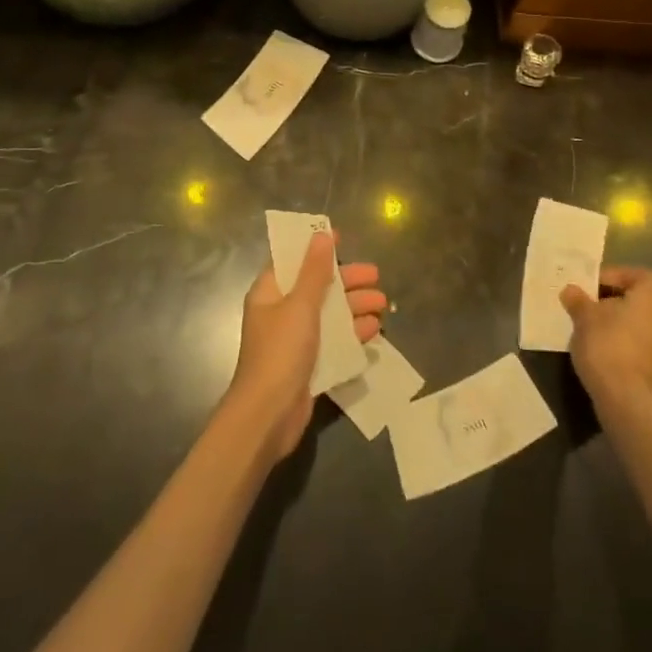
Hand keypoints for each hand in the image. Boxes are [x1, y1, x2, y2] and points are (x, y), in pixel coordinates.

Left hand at [227, 232, 386, 459]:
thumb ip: (314, 271)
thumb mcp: (300, 305)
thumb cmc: (280, 351)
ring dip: (355, 308)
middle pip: (317, 287)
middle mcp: (280, 312)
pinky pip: (333, 342)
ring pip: (329, 315)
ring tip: (383, 306)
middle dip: (347, 281)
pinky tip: (374, 332)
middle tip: (376, 276)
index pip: (292, 261)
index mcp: (270, 293)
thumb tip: (321, 235)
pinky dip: (352, 335)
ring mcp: (294, 340)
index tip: (342, 239)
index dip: (315, 249)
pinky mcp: (308, 365)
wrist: (268, 416)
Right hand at [561, 265, 651, 409]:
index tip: (596, 286)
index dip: (621, 276)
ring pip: (641, 328)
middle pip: (640, 302)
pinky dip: (625, 350)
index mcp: (649, 301)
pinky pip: (641, 352)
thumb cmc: (607, 347)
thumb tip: (571, 290)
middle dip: (615, 304)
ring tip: (593, 335)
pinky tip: (604, 359)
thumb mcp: (584, 318)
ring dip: (620, 328)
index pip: (644, 276)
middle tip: (590, 310)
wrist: (627, 402)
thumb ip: (578, 300)